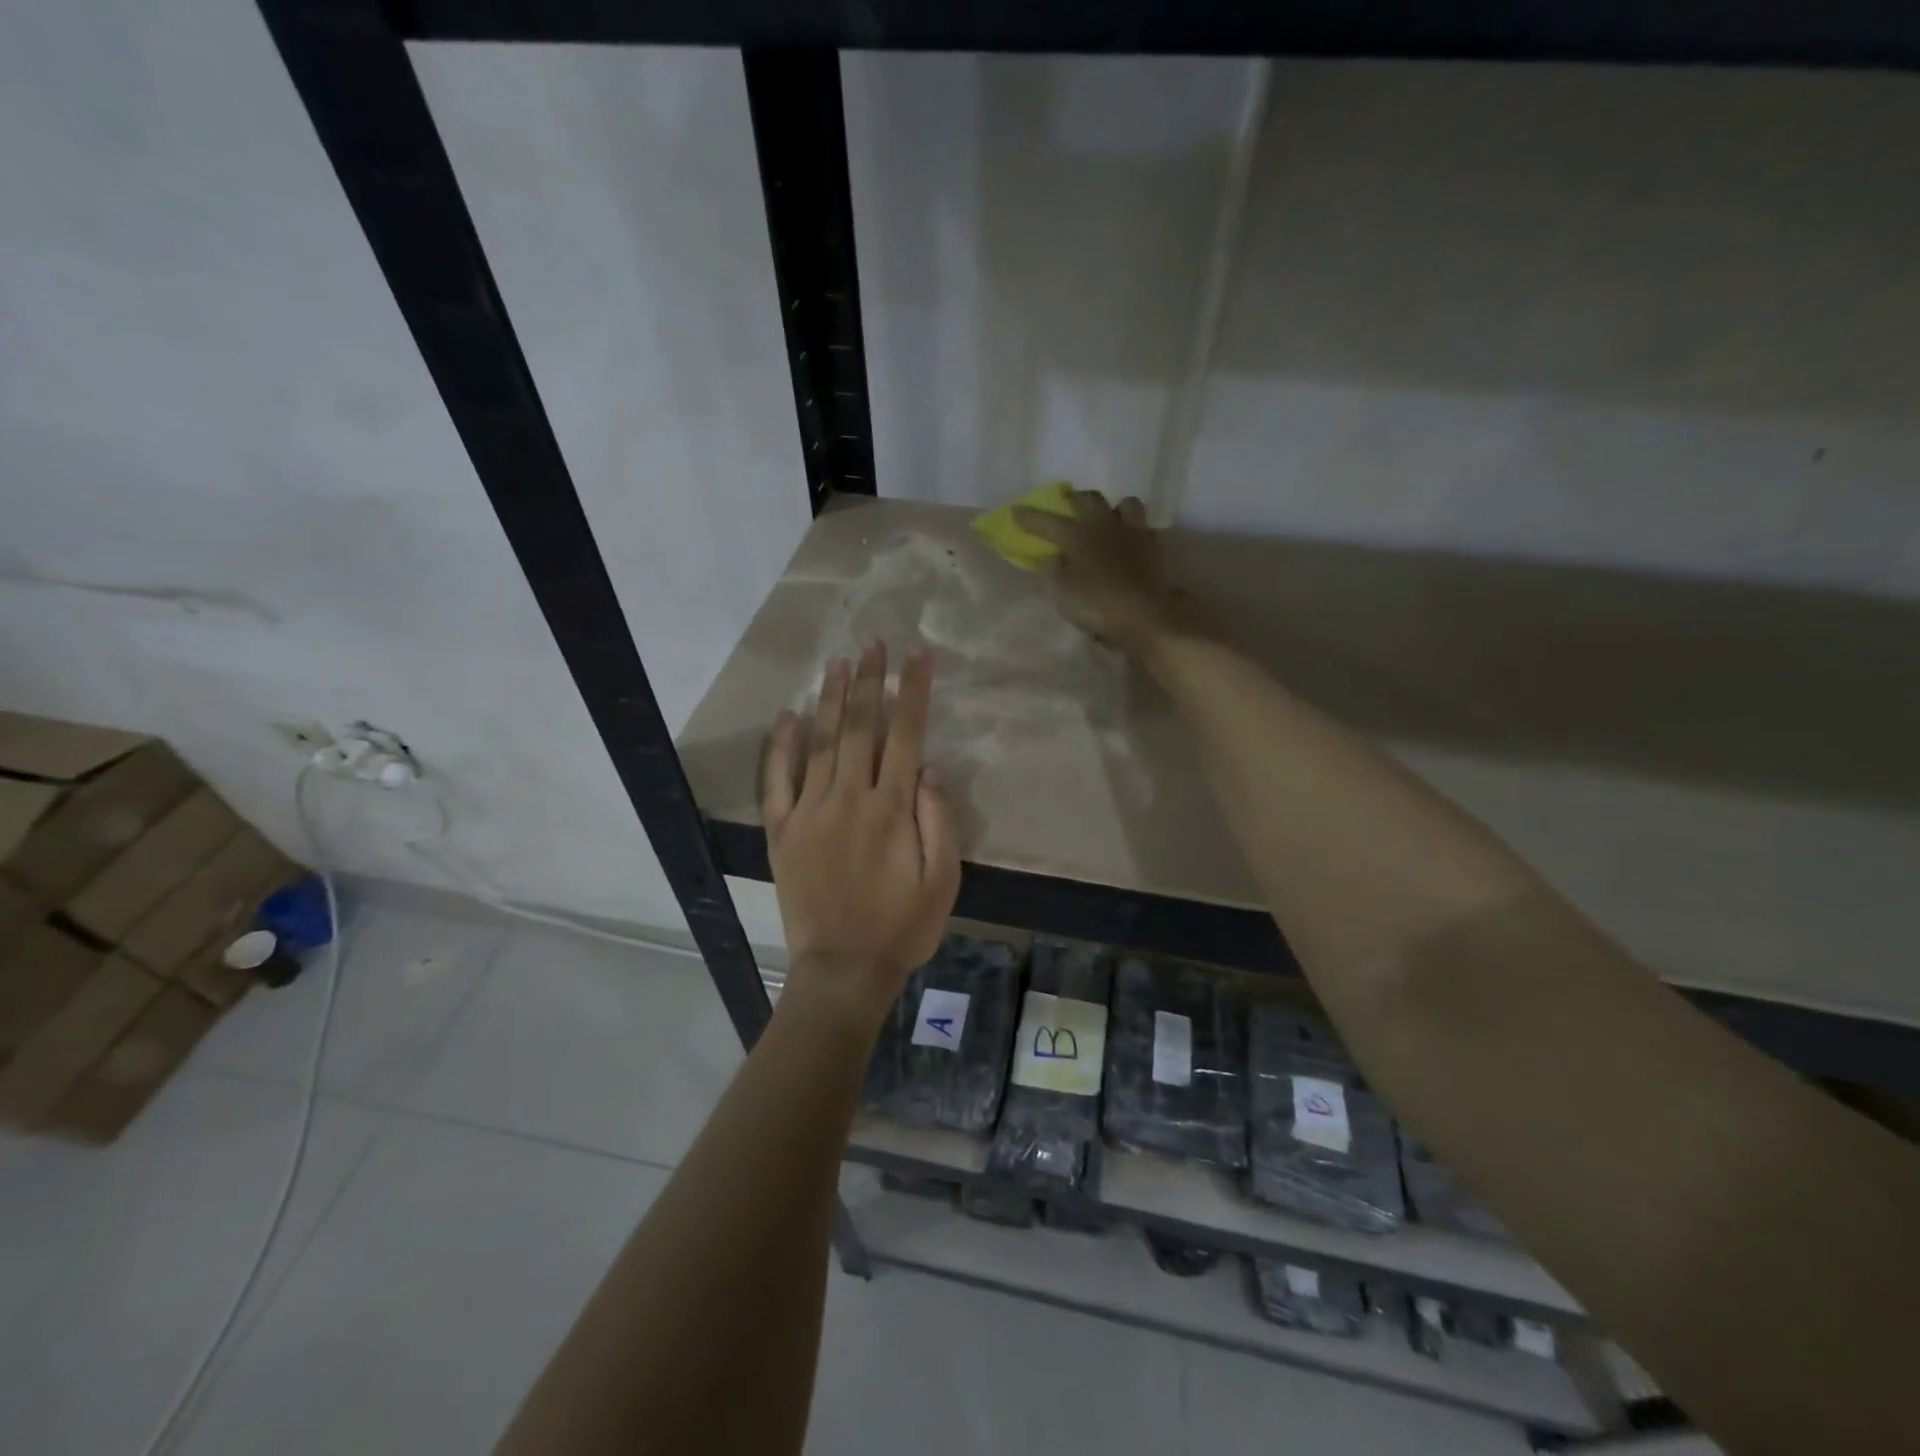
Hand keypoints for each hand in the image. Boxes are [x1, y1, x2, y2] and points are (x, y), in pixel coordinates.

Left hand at [763, 641, 961, 1033]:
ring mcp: (811, 812)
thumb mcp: (944, 880)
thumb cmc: (902, 926)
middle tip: (872, 643)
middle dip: (869, 681)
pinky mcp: (783, 831)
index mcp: (892, 809)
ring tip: (837, 663)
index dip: (913, 691)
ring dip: (831, 700)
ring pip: (821, 743)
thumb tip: (929, 768)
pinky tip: (788, 715)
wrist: (843, 969)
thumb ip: (939, 820)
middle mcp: (850, 798)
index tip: (917, 655)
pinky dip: (781, 745)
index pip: (906, 735)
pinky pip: (778, 780)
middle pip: (861, 728)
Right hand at [1013, 490, 1221, 656]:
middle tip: (1066, 505)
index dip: (1030, 517)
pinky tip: (1129, 543)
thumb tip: (1055, 557)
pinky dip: (1133, 531)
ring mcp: (1134, 533)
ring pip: (1125, 504)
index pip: (1048, 521)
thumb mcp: (1062, 592)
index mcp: (1078, 535)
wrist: (1146, 616)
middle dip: (1074, 499)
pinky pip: (1143, 529)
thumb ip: (1055, 570)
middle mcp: (1105, 525)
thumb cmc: (1097, 604)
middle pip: (1089, 499)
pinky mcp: (1154, 548)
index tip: (1016, 512)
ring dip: (1113, 509)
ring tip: (1107, 521)